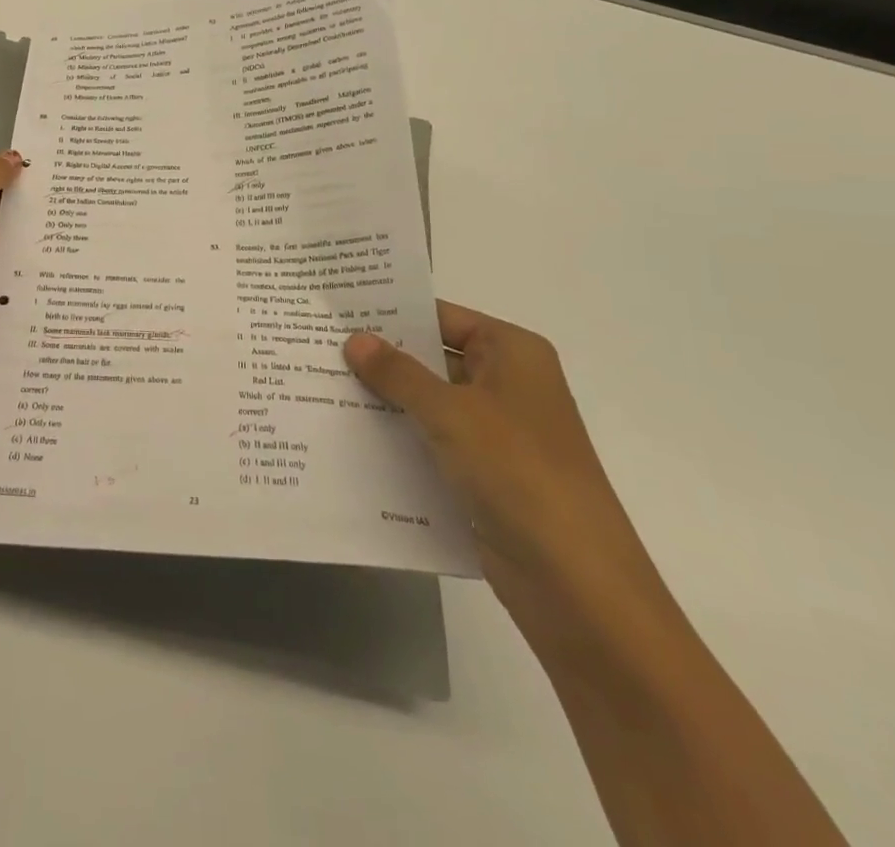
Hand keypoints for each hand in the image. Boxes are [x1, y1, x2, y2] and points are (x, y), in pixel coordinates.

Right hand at [344, 303, 677, 662]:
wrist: (576, 584)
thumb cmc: (519, 472)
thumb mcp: (451, 413)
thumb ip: (398, 373)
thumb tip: (355, 339)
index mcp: (511, 353)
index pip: (441, 317)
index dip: (391, 313)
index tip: (337, 310)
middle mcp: (506, 384)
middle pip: (431, 358)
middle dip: (380, 358)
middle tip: (317, 346)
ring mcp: (495, 432)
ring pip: (427, 403)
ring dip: (384, 400)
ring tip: (319, 386)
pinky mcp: (482, 474)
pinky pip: (431, 443)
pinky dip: (397, 438)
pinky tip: (348, 436)